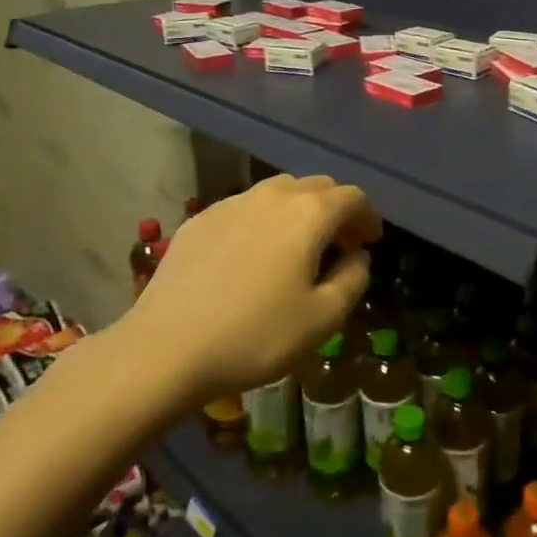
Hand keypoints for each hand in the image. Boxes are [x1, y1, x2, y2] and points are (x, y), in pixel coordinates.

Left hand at [124, 174, 381, 401]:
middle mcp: (273, 195)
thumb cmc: (256, 336)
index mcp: (309, 214)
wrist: (166, 349)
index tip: (370, 242)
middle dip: (336, 210)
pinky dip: (264, 220)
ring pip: (279, 192)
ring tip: (298, 247)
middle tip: (340, 245)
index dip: (368, 216)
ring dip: (300, 211)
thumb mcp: (323, 319)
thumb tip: (358, 257)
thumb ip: (353, 280)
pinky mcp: (200, 219)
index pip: (352, 197)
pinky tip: (254, 255)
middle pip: (317, 187)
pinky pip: (246, 207)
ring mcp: (232, 203)